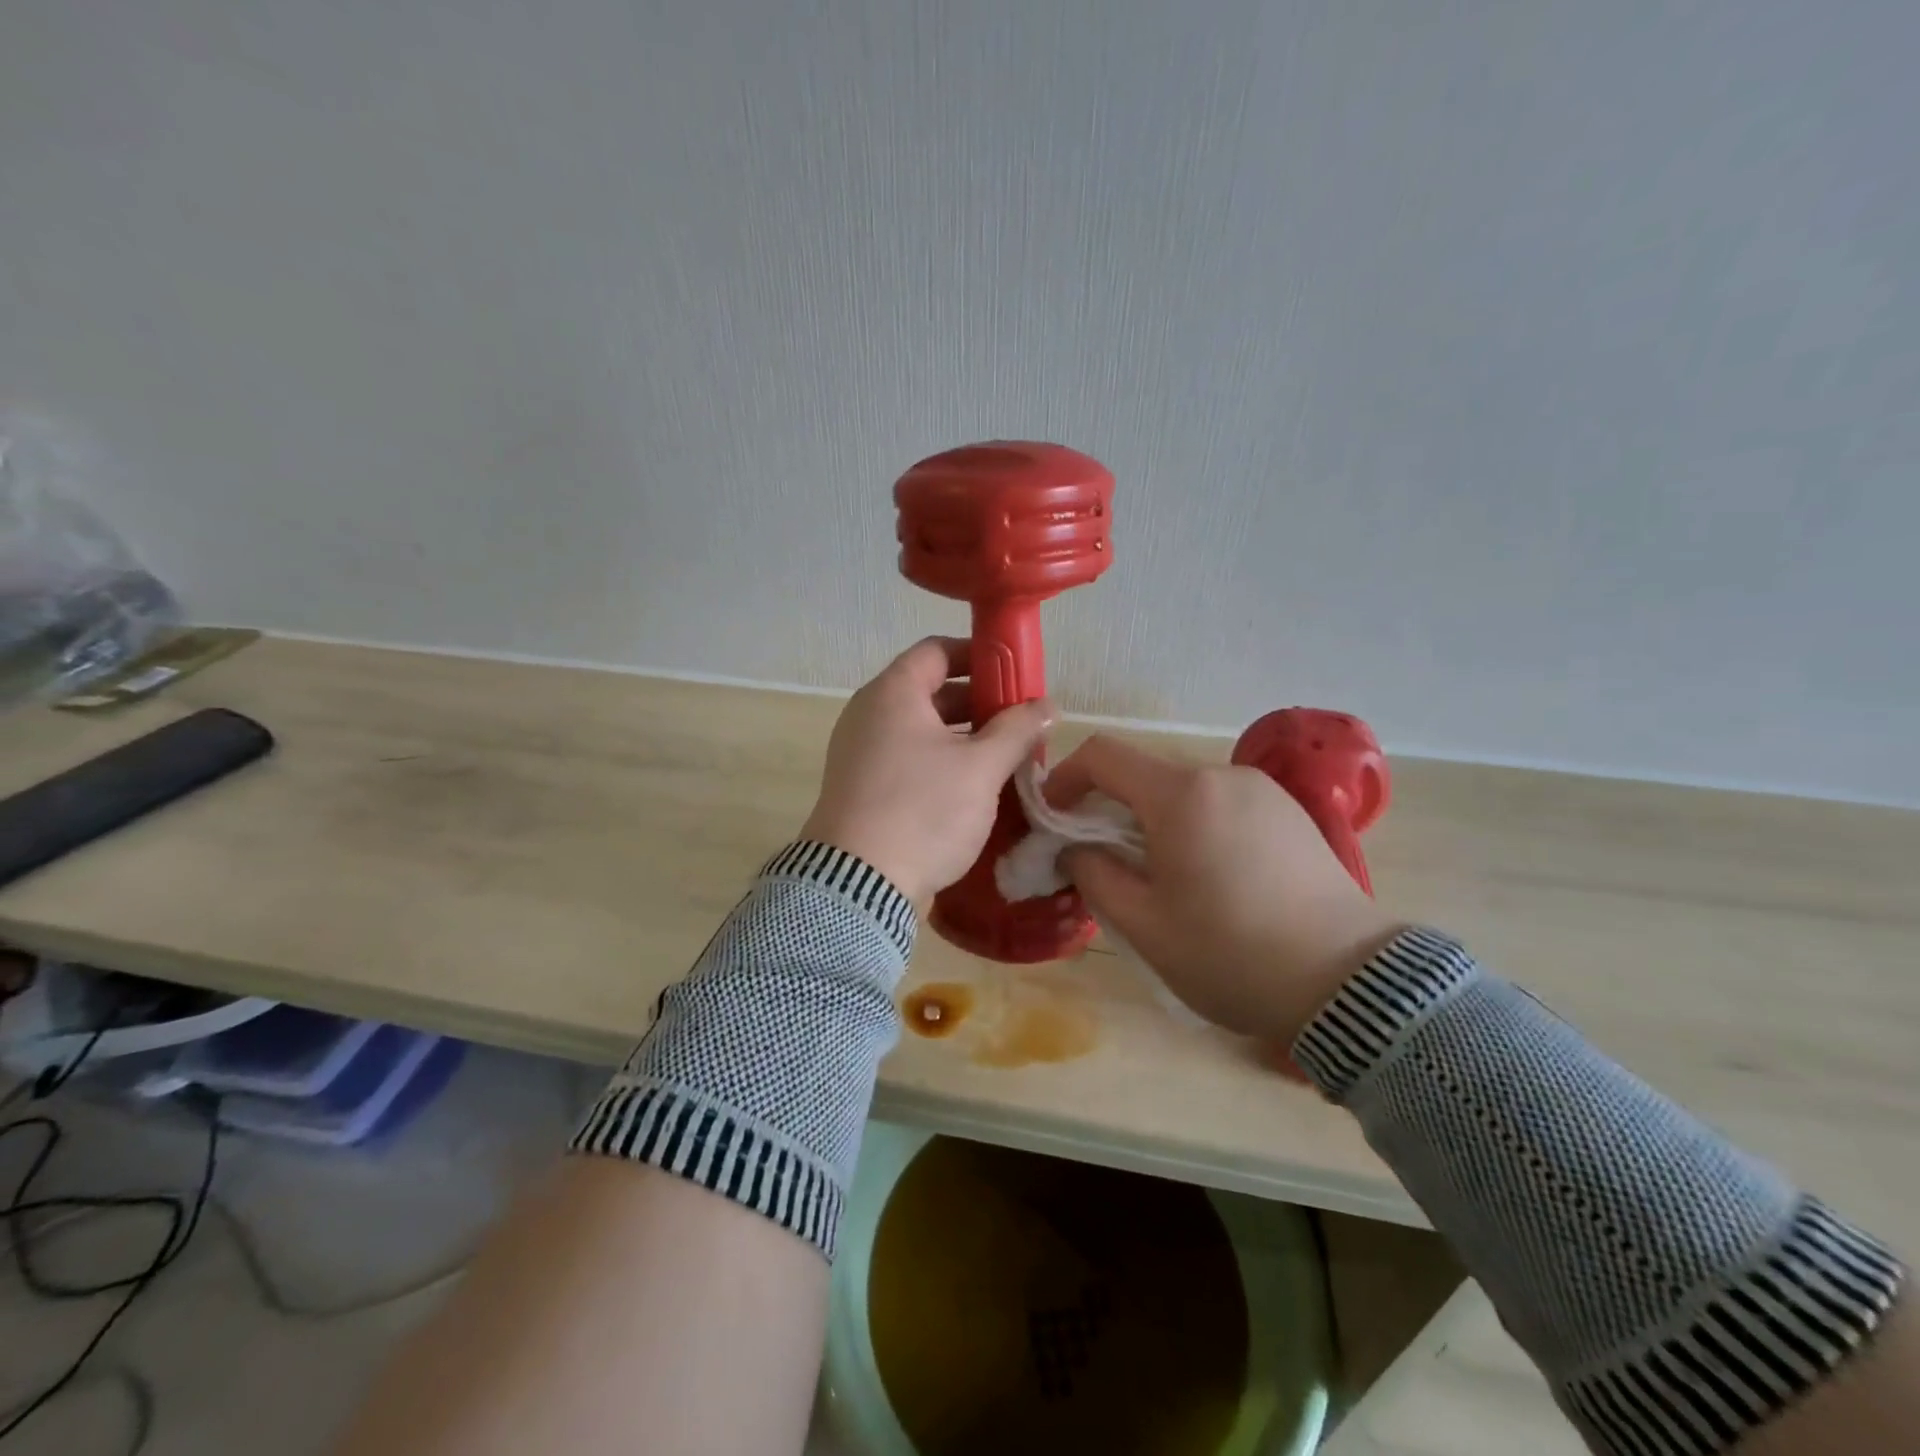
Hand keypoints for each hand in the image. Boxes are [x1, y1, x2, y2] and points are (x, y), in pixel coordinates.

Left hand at [801, 638, 1051, 906]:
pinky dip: (940, 763)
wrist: (857, 885)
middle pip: (930, 691)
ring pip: (921, 730)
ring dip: (963, 738)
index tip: (1014, 674)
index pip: (937, 650)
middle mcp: (869, 714)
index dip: (979, 655)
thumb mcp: (980, 768)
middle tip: (1019, 722)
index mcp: (893, 693)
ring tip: (1005, 758)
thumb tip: (1047, 705)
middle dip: (978, 703)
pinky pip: (907, 759)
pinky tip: (972, 788)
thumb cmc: (922, 810)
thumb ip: (1017, 730)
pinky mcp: (861, 788)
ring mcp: (860, 752)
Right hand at [1045, 734, 1402, 1042]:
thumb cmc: (1231, 954)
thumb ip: (1093, 874)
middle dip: (1108, 808)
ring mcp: (1262, 790)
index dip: (1064, 778)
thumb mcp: (1143, 924)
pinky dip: (1193, 824)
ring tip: (1156, 875)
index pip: (1102, 755)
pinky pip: (1221, 803)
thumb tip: (1074, 848)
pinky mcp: (1289, 812)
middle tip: (1100, 860)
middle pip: (1144, 773)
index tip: (1053, 819)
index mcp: (1181, 794)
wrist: (1349, 985)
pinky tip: (1207, 875)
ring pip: (1183, 790)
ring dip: (1152, 819)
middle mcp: (1222, 775)